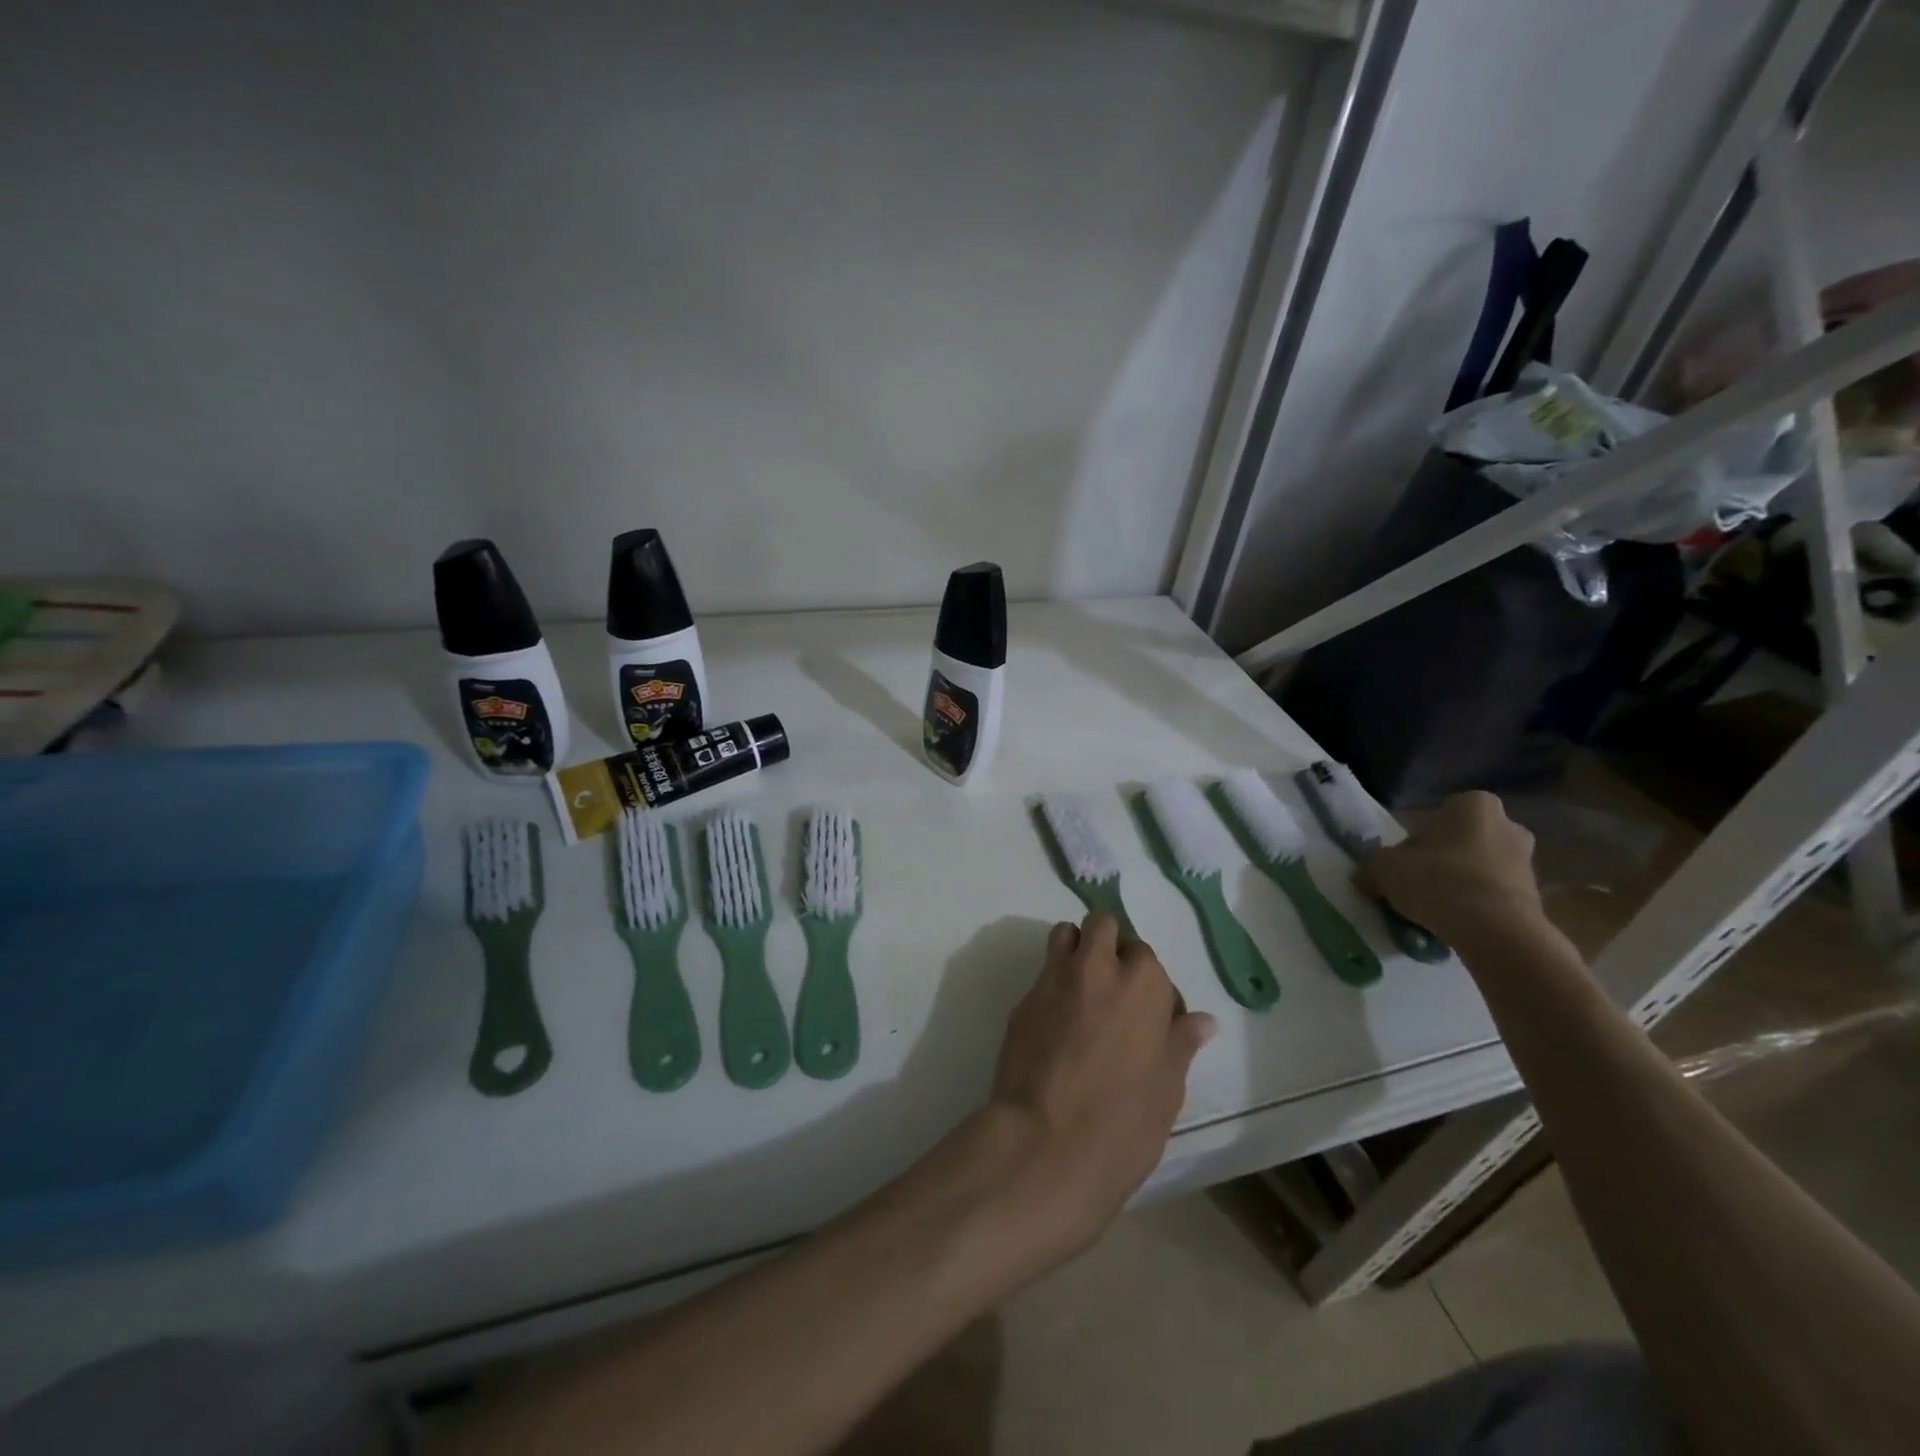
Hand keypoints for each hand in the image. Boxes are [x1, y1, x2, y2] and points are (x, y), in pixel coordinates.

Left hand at [982, 913, 1214, 1259]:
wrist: (1046, 1144)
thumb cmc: (1123, 1122)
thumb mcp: (1167, 1088)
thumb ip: (1180, 1043)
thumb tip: (1202, 1020)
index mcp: (1141, 983)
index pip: (1146, 956)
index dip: (1148, 982)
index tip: (1149, 1015)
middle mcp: (1097, 968)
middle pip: (1103, 924)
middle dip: (1109, 943)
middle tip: (1113, 987)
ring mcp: (1054, 979)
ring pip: (1065, 934)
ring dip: (1076, 949)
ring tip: (1081, 991)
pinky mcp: (1022, 1000)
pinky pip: (1042, 973)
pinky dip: (1053, 984)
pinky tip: (1056, 1023)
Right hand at [1360, 791, 1546, 949]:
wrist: (1497, 932)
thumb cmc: (1438, 881)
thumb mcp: (1384, 868)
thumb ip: (1373, 866)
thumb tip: (1366, 876)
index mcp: (1472, 804)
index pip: (1433, 816)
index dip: (1413, 841)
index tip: (1402, 864)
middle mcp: (1507, 823)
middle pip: (1459, 840)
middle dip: (1440, 859)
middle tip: (1417, 882)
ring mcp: (1526, 859)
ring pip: (1478, 866)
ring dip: (1459, 881)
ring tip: (1436, 908)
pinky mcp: (1536, 894)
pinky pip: (1494, 892)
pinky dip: (1477, 902)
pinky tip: (1457, 922)